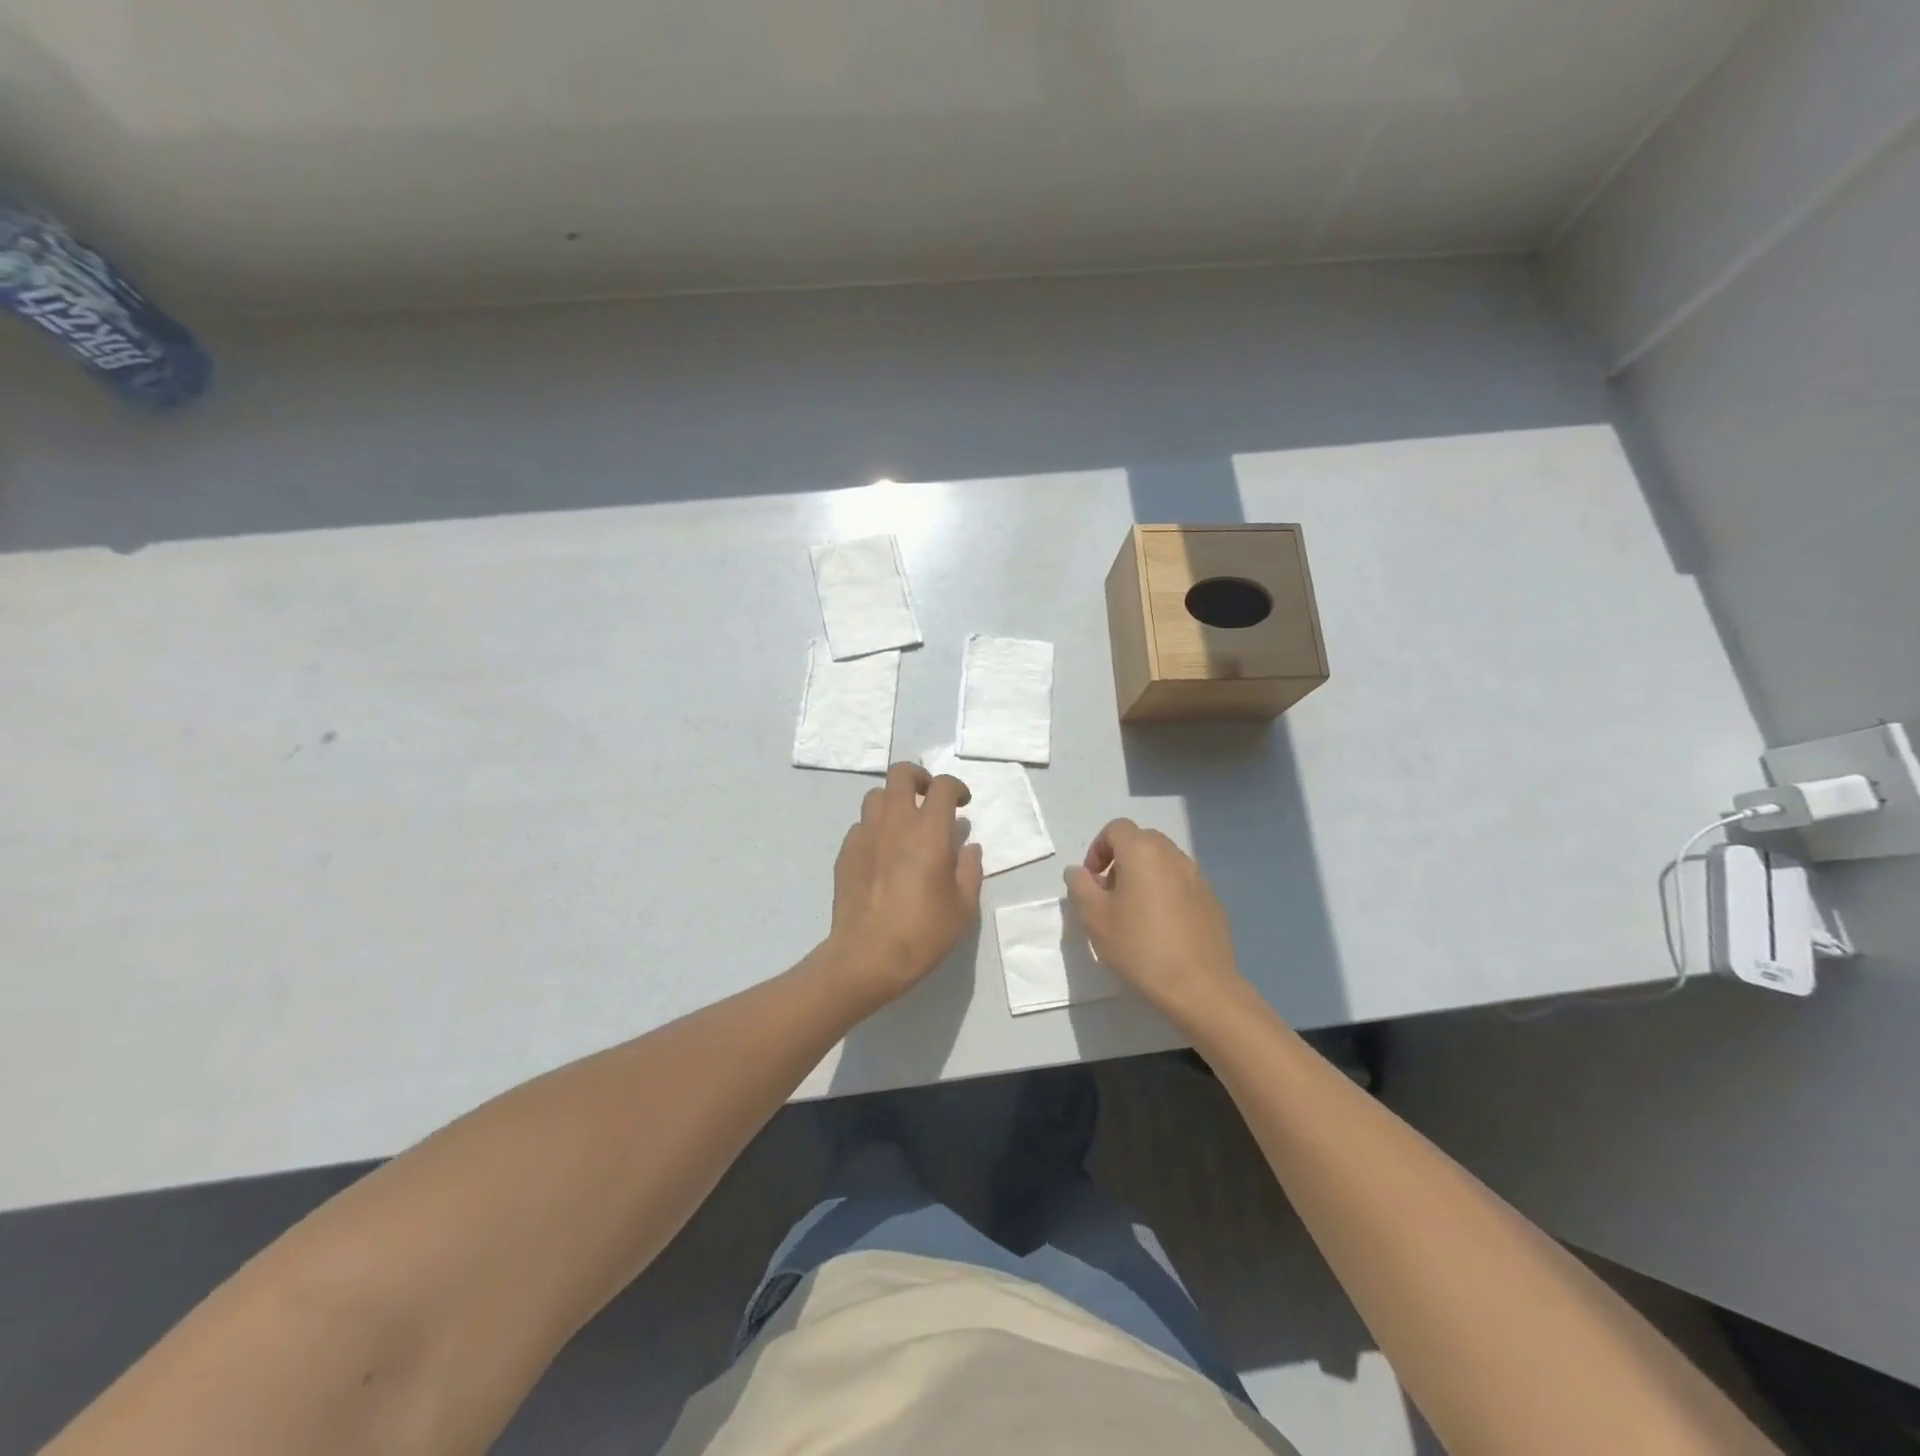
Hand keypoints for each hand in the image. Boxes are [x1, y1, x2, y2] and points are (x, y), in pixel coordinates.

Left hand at [827, 762, 984, 1003]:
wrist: (866, 957)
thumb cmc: (922, 933)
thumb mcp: (963, 907)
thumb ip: (970, 870)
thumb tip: (969, 847)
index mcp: (929, 832)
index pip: (942, 787)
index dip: (956, 787)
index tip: (963, 804)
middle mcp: (895, 823)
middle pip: (900, 774)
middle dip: (918, 778)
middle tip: (929, 798)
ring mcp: (866, 835)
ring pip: (876, 796)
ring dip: (893, 801)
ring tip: (904, 824)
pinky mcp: (845, 852)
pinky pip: (861, 825)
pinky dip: (875, 828)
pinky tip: (883, 853)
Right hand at [1065, 819, 1251, 1030]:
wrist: (1200, 987)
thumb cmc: (1139, 947)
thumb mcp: (1094, 918)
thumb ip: (1080, 886)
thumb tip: (1078, 871)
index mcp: (1143, 852)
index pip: (1116, 828)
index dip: (1097, 849)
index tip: (1091, 881)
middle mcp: (1173, 856)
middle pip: (1142, 841)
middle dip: (1121, 860)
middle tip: (1109, 895)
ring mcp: (1198, 877)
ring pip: (1164, 862)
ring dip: (1145, 876)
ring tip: (1135, 913)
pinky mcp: (1212, 901)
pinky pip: (1182, 884)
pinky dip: (1166, 893)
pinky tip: (1162, 929)